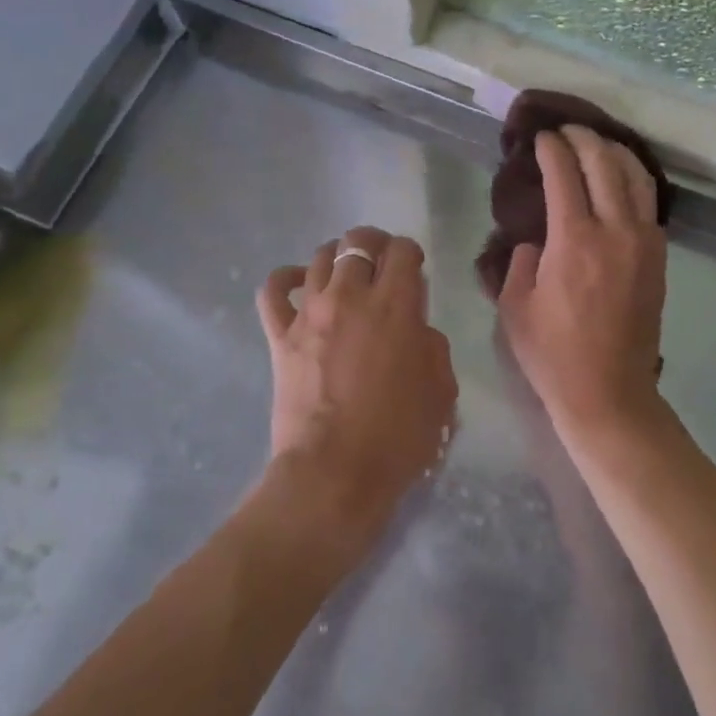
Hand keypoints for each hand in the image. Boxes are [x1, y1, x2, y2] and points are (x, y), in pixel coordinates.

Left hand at [257, 226, 456, 551]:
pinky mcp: (280, 336)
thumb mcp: (441, 392)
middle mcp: (350, 297)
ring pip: (319, 257)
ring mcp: (310, 313)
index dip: (410, 253)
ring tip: (346, 274)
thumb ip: (433, 348)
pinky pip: (274, 290)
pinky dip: (286, 279)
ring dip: (337, 257)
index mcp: (395, 306)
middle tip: (381, 263)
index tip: (414, 269)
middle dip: (374, 244)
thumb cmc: (397, 437)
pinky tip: (299, 283)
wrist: (334, 473)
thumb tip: (417, 330)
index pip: (402, 251)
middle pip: (357, 242)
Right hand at [498, 128, 666, 437]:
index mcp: (574, 240)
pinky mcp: (658, 258)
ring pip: (636, 178)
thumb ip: (520, 262)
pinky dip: (634, 180)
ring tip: (596, 143)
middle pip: (605, 164)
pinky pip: (648, 204)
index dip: (551, 149)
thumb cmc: (552, 354)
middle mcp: (615, 231)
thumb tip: (535, 241)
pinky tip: (621, 178)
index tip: (540, 137)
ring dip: (615, 152)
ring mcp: (644, 243)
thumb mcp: (515, 307)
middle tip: (566, 130)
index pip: (564, 175)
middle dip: (584, 139)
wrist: (609, 392)